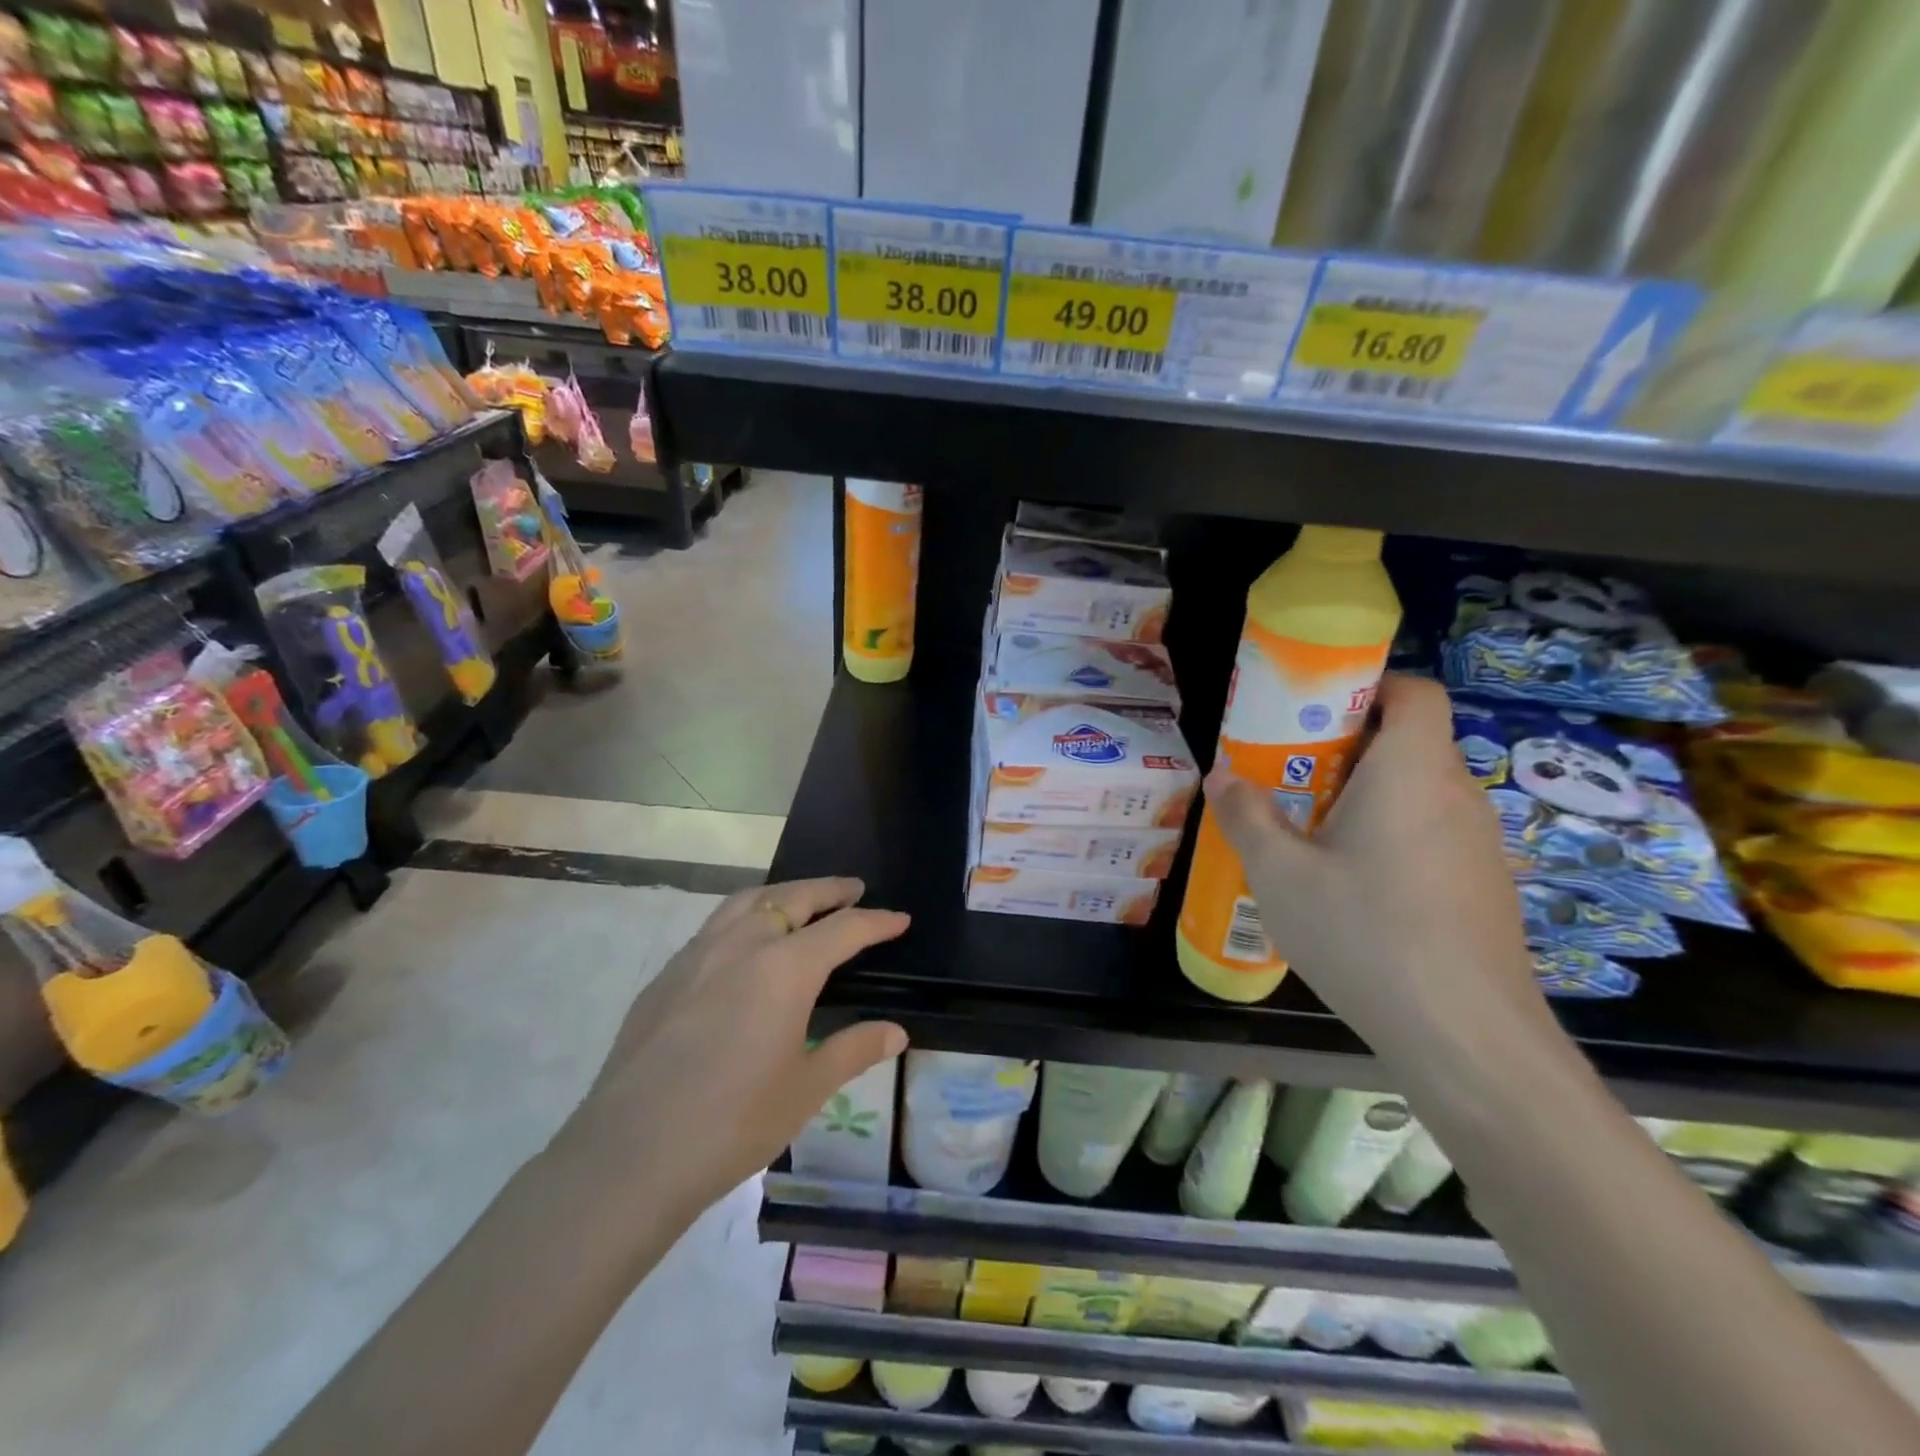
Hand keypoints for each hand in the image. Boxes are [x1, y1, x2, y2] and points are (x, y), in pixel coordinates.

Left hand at [564, 877, 908, 1222]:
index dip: (876, 922)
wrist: (629, 1156)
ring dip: (782, 893)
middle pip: (793, 898)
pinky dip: (743, 917)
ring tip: (800, 900)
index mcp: (785, 968)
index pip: (843, 929)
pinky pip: (714, 927)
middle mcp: (741, 945)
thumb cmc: (732, 1124)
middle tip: (853, 889)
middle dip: (829, 890)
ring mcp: (696, 955)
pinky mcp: (664, 977)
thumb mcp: (806, 1090)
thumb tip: (895, 1032)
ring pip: (747, 901)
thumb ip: (854, 1050)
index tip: (899, 919)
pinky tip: (742, 946)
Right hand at [1204, 674, 1551, 1078]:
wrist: (1465, 1036)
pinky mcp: (1485, 887)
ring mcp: (1480, 844)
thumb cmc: (1364, 933)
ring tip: (1313, 835)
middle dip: (1348, 748)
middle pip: (1409, 742)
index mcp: (1411, 772)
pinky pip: (1433, 834)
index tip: (1316, 711)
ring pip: (1419, 792)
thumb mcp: (1279, 874)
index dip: (1370, 685)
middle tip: (1291, 777)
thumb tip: (1221, 776)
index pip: (1415, 692)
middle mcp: (1456, 795)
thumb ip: (1246, 816)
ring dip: (1367, 796)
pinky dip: (1392, 836)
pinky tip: (1355, 888)